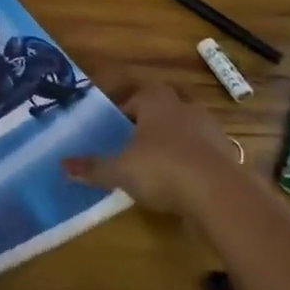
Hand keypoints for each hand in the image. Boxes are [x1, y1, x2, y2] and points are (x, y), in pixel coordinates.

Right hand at [64, 82, 240, 215]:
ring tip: (159, 164)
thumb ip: (93, 167)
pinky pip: (205, 152)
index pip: (137, 95)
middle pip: (165, 106)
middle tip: (136, 142)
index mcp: (156, 102)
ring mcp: (210, 130)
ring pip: (187, 128)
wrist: (220, 194)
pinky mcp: (228, 155)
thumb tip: (62, 165)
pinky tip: (183, 182)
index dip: (125, 109)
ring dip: (175, 141)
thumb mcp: (120, 170)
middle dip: (152, 121)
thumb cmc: (162, 168)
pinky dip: (194, 162)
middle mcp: (184, 108)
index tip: (115, 127)